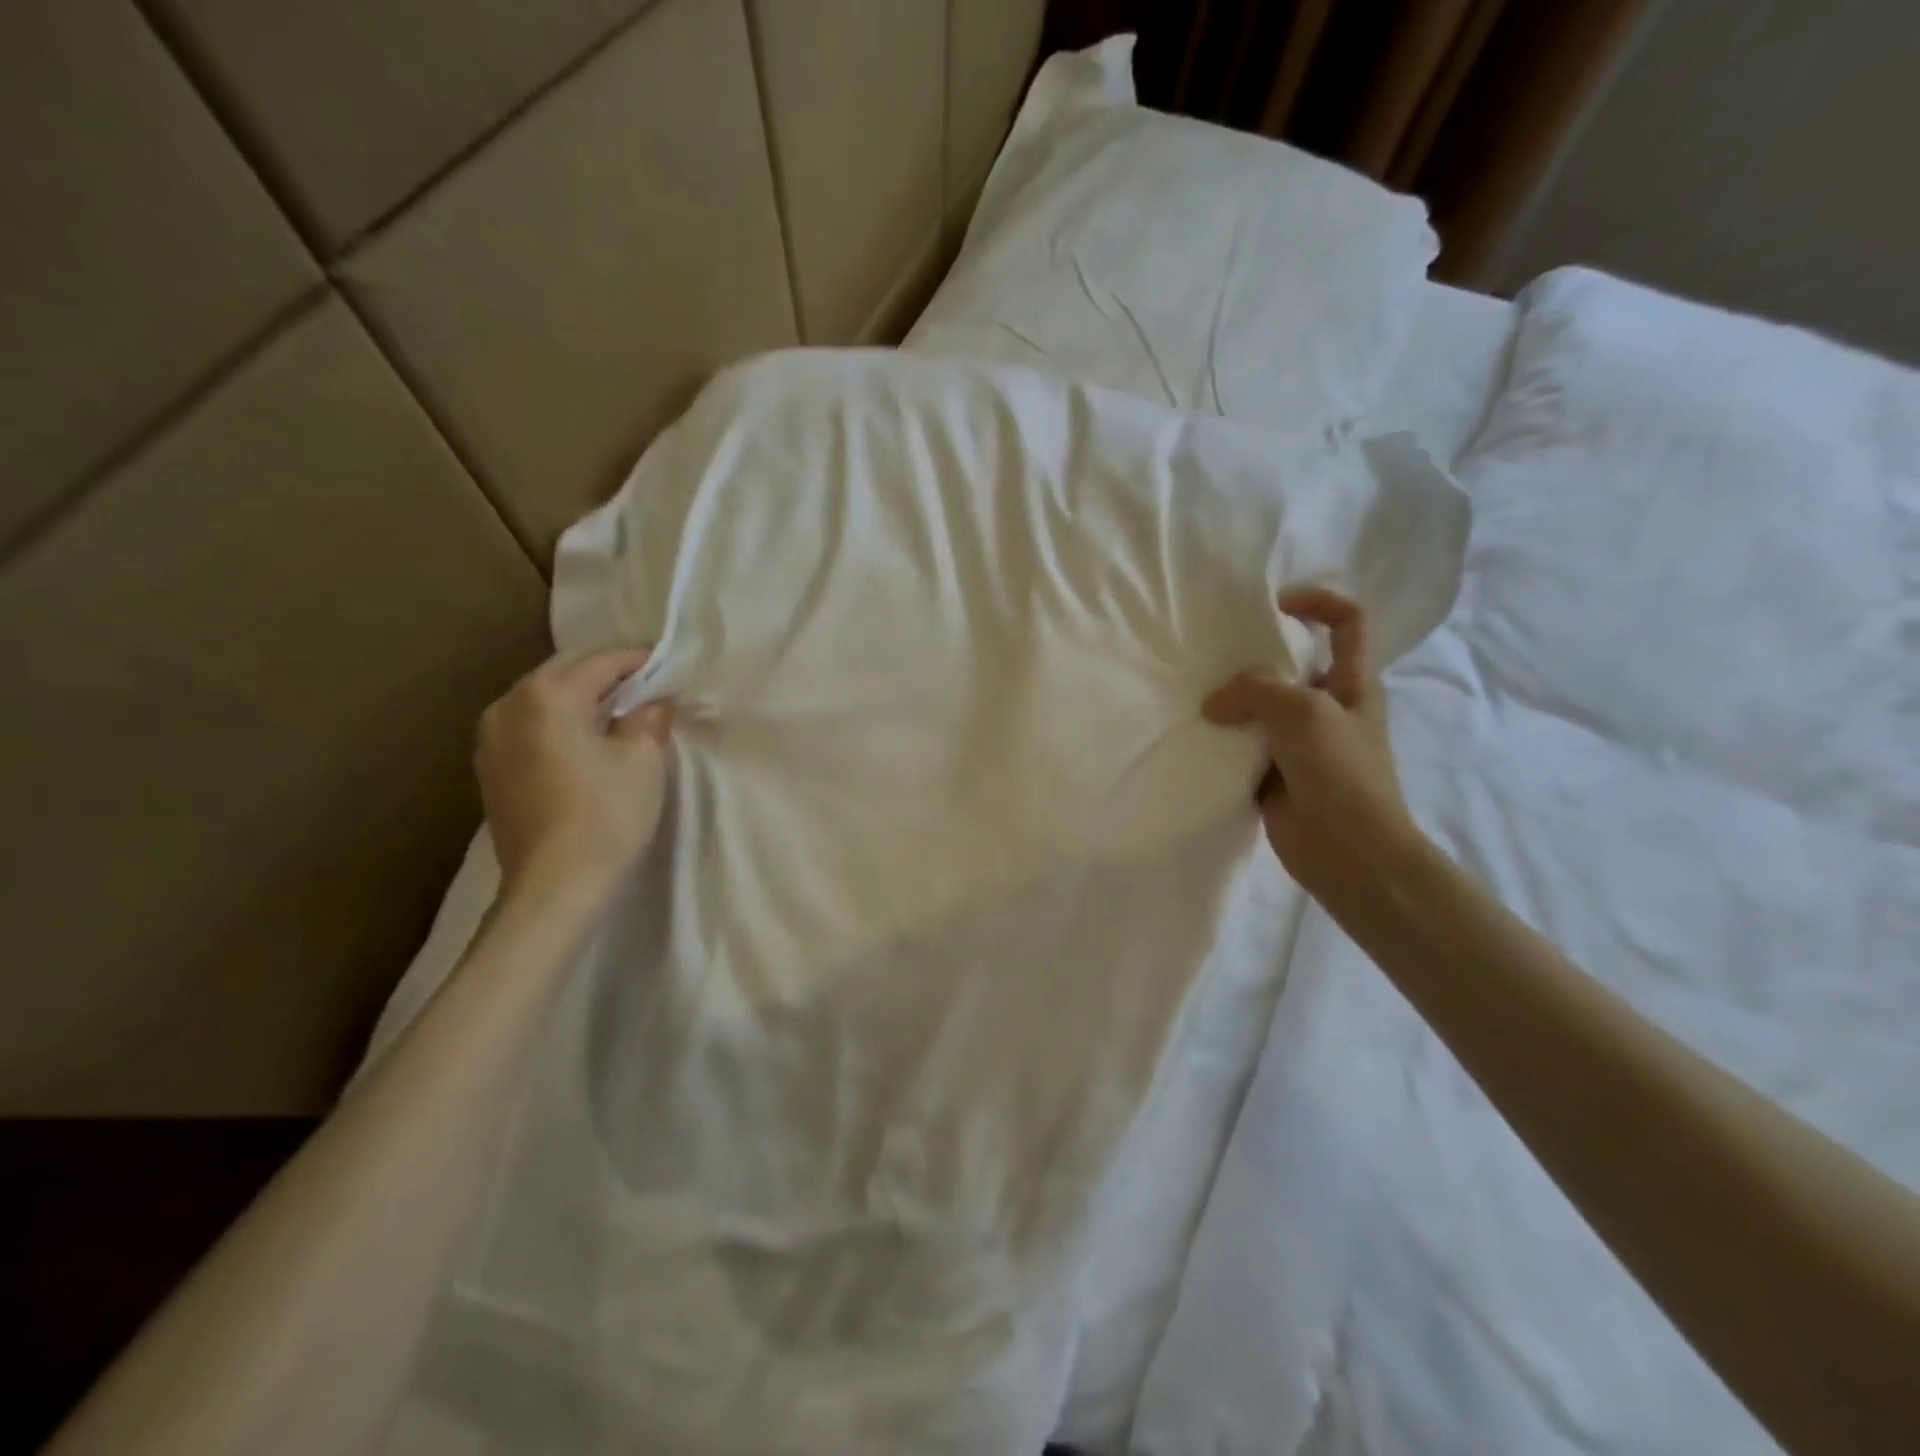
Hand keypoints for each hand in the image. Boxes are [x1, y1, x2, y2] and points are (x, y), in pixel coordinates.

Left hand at [475, 648, 672, 897]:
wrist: (554, 886)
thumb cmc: (605, 816)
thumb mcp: (643, 760)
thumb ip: (649, 719)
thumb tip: (652, 703)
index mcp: (547, 696)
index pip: (600, 661)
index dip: (638, 659)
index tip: (666, 662)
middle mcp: (509, 705)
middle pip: (564, 671)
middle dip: (605, 672)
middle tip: (645, 682)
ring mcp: (491, 738)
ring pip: (542, 697)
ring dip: (579, 695)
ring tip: (616, 708)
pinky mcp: (490, 768)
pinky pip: (529, 724)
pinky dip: (559, 720)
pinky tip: (584, 737)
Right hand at [1203, 589, 1421, 901]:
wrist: (1347, 851)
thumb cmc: (1340, 772)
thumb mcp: (1303, 712)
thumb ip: (1255, 691)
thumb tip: (1213, 705)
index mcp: (1352, 681)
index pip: (1347, 621)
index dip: (1316, 601)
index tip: (1272, 607)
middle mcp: (1325, 705)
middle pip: (1290, 663)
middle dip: (1252, 656)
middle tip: (1211, 657)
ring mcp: (1297, 742)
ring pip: (1259, 707)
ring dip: (1230, 702)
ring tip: (1193, 695)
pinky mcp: (1271, 773)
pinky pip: (1241, 746)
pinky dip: (1220, 741)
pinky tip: (1194, 736)